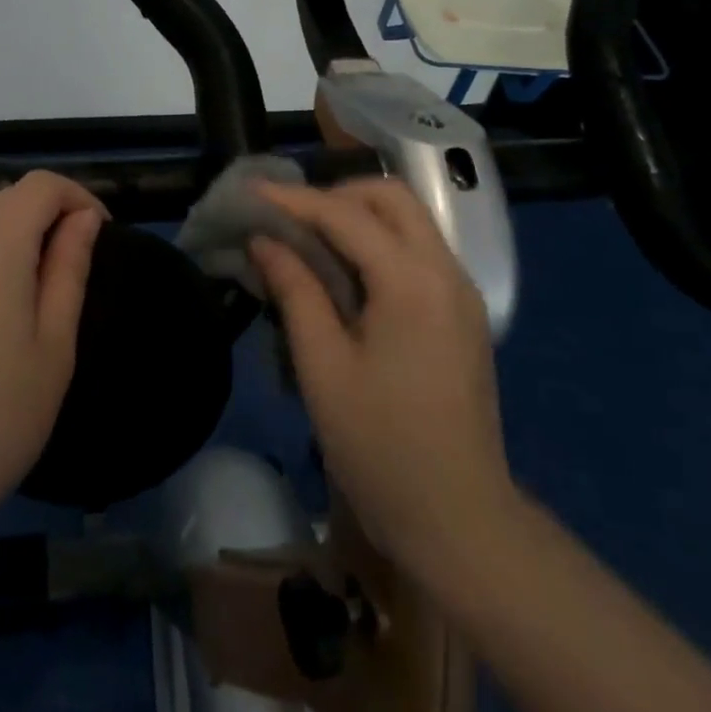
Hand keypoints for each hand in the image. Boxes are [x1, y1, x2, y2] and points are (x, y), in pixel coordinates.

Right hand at [251, 178, 520, 595]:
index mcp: (412, 282)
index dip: (292, 199)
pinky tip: (344, 270)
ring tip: (307, 238)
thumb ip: (295, 291)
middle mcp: (446, 272)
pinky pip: (418, 251)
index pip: (346, 215)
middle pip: (391, 198)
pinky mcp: (462, 313)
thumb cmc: (381, 447)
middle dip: (335, 194)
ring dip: (358, 214)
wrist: (459, 521)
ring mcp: (461, 292)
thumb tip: (264, 240)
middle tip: (287, 217)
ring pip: (409, 220)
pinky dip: (378, 241)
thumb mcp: (323, 368)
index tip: (248, 191)